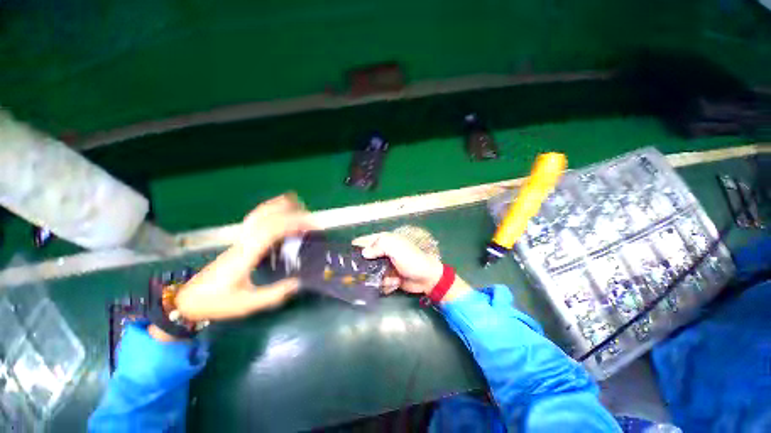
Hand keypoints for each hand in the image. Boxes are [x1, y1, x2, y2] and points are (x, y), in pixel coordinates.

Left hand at [174, 194, 315, 321]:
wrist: (187, 300)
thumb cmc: (216, 302)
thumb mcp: (247, 304)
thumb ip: (274, 294)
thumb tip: (299, 282)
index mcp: (246, 254)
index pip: (272, 230)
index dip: (293, 224)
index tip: (311, 225)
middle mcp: (243, 242)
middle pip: (267, 218)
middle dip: (290, 214)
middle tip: (311, 217)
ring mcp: (239, 240)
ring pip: (258, 215)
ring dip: (278, 207)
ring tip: (296, 204)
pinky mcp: (239, 242)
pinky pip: (254, 220)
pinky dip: (268, 211)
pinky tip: (276, 212)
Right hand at [352, 232, 444, 294]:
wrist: (426, 278)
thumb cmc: (411, 259)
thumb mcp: (395, 247)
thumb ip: (378, 246)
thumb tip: (364, 253)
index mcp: (384, 241)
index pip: (364, 241)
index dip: (354, 247)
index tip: (343, 257)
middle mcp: (382, 253)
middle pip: (365, 259)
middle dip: (363, 267)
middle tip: (360, 274)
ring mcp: (385, 266)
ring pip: (370, 272)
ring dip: (378, 277)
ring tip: (390, 277)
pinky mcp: (388, 278)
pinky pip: (378, 282)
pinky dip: (386, 284)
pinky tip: (395, 283)